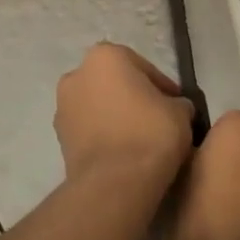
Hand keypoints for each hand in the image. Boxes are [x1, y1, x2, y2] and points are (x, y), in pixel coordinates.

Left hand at [53, 43, 193, 184]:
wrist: (114, 182)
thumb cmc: (149, 133)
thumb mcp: (180, 112)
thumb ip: (177, 102)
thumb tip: (175, 107)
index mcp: (105, 56)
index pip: (143, 67)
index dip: (163, 87)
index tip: (176, 105)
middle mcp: (76, 74)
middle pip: (115, 83)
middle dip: (134, 98)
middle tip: (158, 119)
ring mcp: (63, 106)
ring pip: (99, 106)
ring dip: (116, 116)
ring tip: (140, 139)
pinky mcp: (59, 137)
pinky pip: (89, 129)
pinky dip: (104, 135)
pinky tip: (123, 153)